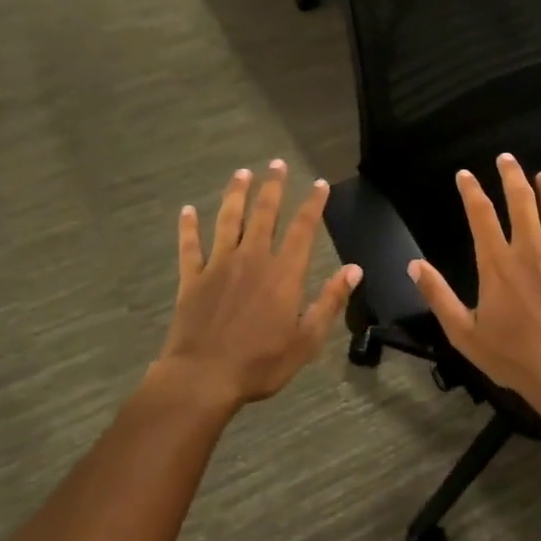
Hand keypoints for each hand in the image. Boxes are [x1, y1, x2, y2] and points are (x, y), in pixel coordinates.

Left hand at [153, 161, 361, 409]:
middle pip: (265, 214)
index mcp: (284, 273)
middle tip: (276, 163)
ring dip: (235, 195)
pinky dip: (188, 227)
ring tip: (241, 173)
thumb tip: (354, 269)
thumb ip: (330, 301)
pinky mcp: (192, 279)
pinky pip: (190, 247)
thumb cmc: (260, 363)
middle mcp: (252, 259)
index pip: (303, 229)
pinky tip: (186, 211)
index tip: (319, 183)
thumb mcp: (306, 340)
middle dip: (272, 187)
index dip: (313, 204)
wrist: (202, 377)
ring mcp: (219, 266)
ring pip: (228, 221)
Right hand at [409, 153, 540, 417]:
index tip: (465, 174)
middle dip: (512, 176)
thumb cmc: (511, 355)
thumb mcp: (463, 331)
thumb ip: (438, 295)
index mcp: (497, 263)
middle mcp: (529, 250)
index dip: (471, 190)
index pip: (481, 215)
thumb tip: (414, 265)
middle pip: (521, 201)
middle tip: (507, 158)